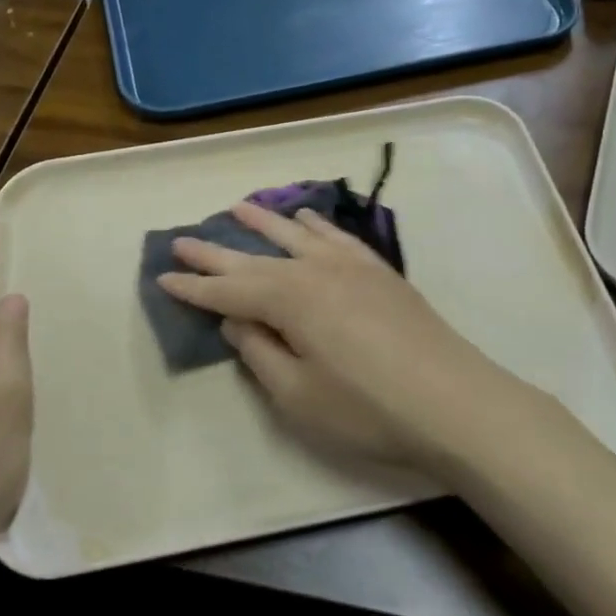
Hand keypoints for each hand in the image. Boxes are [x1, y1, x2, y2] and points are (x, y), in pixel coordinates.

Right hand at [156, 202, 544, 474]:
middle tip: (181, 239)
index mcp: (289, 299)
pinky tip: (305, 217)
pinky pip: (336, 236)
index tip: (163, 277)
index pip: (228, 290)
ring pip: (295, 234)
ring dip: (263, 222)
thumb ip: (260, 353)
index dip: (194, 287)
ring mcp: (351, 265)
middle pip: (254, 257)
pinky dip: (315, 224)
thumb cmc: (367, 408)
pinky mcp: (379, 270)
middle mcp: (315, 269)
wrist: (452, 400)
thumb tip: (236, 319)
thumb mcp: (298, 395)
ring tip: (236, 208)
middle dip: (215, 251)